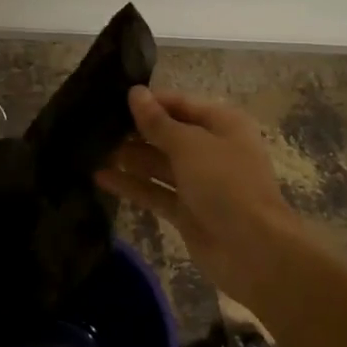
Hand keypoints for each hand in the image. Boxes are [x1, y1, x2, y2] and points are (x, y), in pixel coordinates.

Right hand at [97, 86, 302, 307]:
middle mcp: (211, 149)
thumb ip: (157, 122)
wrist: (255, 252)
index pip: (179, 104)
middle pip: (167, 133)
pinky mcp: (187, 211)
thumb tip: (135, 93)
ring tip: (91, 148)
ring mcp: (199, 182)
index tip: (112, 99)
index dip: (149, 102)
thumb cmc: (226, 184)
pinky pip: (155, 191)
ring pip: (158, 163)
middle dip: (135, 131)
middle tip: (94, 125)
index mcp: (222, 124)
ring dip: (130, 157)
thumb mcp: (189, 145)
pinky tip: (100, 177)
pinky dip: (132, 185)